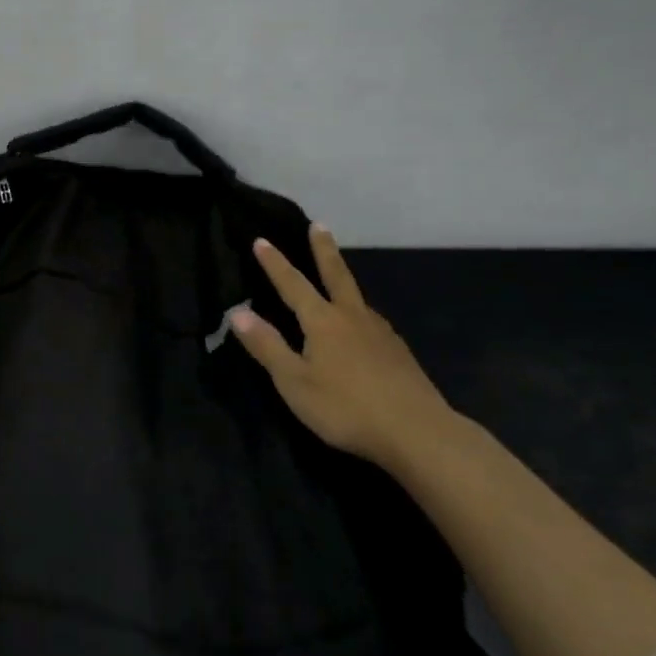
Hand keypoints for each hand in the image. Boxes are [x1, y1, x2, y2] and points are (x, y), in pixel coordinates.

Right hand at [231, 225, 456, 467]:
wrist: (417, 431)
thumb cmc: (346, 407)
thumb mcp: (294, 381)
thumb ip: (267, 346)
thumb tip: (237, 312)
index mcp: (322, 321)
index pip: (293, 284)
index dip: (275, 263)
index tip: (261, 240)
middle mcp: (352, 317)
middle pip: (336, 275)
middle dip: (323, 249)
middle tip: (319, 225)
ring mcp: (380, 333)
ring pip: (357, 298)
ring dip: (344, 280)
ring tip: (338, 277)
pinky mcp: (398, 352)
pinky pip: (372, 321)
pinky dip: (360, 312)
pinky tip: (363, 326)